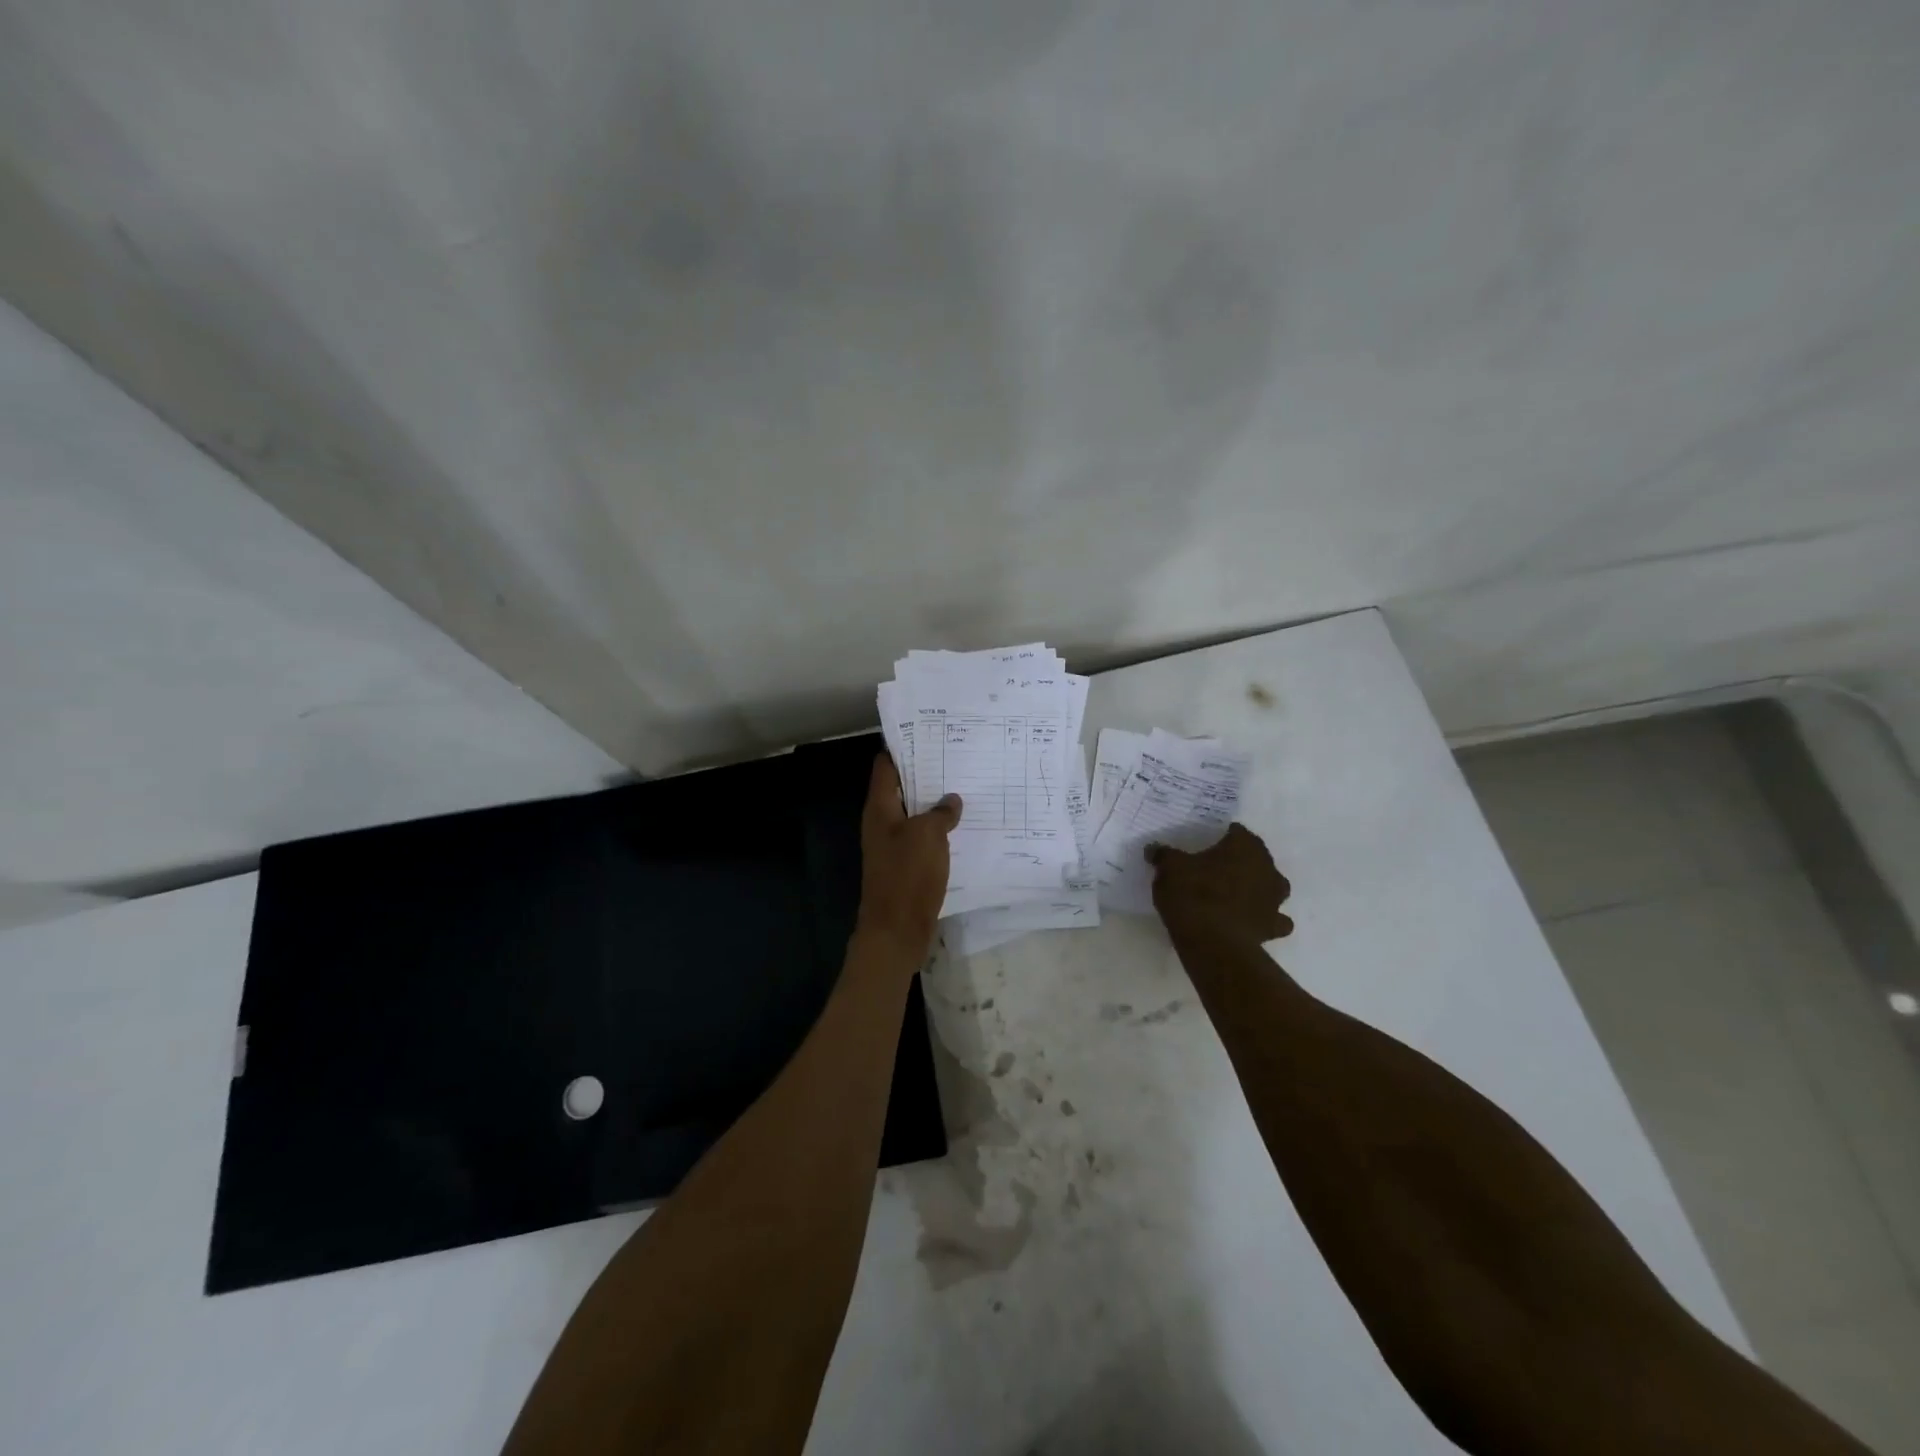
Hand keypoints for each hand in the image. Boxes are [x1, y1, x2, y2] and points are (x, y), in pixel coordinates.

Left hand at [854, 754, 961, 962]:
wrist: (896, 930)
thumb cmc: (907, 875)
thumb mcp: (927, 836)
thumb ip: (940, 812)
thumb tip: (951, 800)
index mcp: (880, 809)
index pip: (885, 766)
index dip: (903, 748)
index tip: (928, 734)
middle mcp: (883, 823)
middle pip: (902, 789)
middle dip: (926, 774)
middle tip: (957, 757)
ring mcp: (894, 845)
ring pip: (915, 814)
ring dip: (936, 803)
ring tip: (966, 786)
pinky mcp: (907, 865)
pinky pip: (924, 838)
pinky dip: (940, 830)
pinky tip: (964, 825)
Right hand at [1149, 822, 1293, 944]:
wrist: (1213, 943)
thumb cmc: (1193, 894)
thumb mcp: (1169, 868)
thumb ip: (1164, 855)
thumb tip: (1154, 849)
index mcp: (1245, 846)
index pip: (1237, 832)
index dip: (1222, 837)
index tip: (1205, 845)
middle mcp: (1267, 868)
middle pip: (1256, 858)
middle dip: (1240, 862)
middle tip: (1215, 870)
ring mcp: (1275, 899)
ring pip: (1272, 887)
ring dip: (1257, 889)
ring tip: (1233, 896)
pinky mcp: (1274, 927)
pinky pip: (1275, 920)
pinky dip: (1264, 919)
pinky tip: (1248, 923)